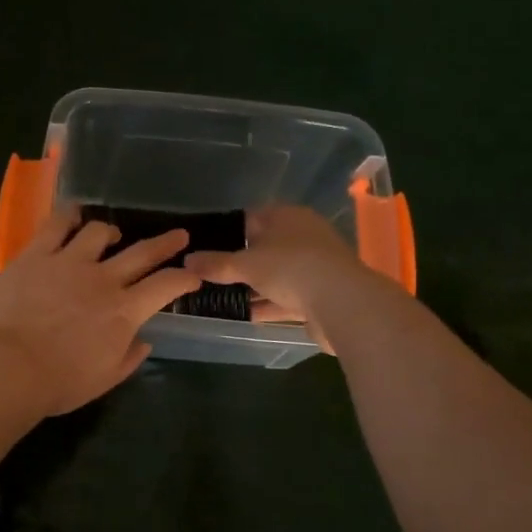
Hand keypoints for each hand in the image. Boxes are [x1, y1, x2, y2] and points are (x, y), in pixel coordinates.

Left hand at [0, 210, 200, 417]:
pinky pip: (57, 224)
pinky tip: (73, 214)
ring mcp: (69, 261)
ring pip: (99, 231)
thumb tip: (144, 341)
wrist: (6, 368)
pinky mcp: (36, 254)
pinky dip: (69, 215)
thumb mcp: (103, 379)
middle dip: (166, 243)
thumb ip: (128, 357)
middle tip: (178, 235)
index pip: (166, 286)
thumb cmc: (57, 383)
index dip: (184, 278)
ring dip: (111, 231)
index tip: (193, 275)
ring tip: (111, 235)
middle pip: (142, 252)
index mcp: (124, 312)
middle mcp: (103, 279)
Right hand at [184, 204, 385, 347]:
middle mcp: (303, 236)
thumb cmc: (292, 268)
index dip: (227, 230)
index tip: (204, 247)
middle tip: (207, 274)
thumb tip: (187, 260)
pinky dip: (267, 304)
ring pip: (274, 275)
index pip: (251, 217)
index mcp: (288, 217)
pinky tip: (243, 314)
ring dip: (251, 287)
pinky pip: (286, 297)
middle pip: (263, 247)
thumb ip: (216, 264)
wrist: (344, 304)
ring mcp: (314, 266)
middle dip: (237, 262)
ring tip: (218, 297)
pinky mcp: (320, 295)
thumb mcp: (246, 264)